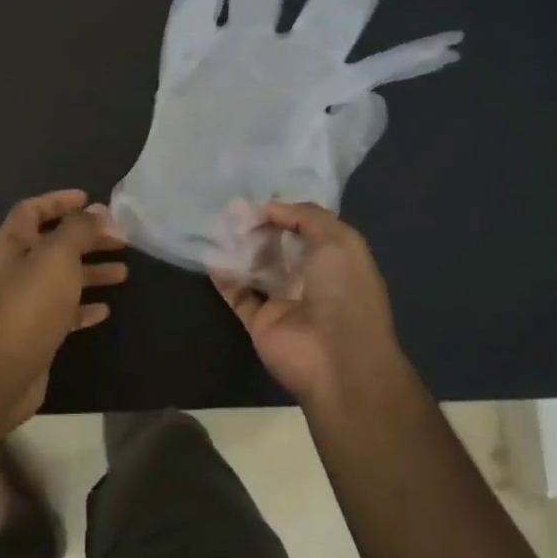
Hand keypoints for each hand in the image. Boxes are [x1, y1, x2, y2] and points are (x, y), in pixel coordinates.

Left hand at [0, 189, 127, 421]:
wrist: (8, 368)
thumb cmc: (33, 302)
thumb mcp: (59, 255)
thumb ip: (79, 229)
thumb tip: (98, 211)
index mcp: (14, 243)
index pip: (33, 210)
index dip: (59, 201)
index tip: (89, 200)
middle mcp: (17, 268)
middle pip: (55, 243)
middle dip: (87, 238)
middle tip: (120, 239)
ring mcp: (26, 300)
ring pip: (63, 277)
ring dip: (92, 271)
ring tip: (124, 273)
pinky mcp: (37, 329)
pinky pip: (64, 309)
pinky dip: (84, 305)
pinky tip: (105, 309)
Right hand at [211, 200, 406, 406]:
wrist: (337, 359)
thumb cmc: (345, 292)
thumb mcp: (338, 240)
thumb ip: (305, 216)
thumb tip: (268, 207)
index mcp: (336, 260)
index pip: (308, 229)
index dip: (286, 212)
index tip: (259, 198)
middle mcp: (310, 279)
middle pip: (279, 247)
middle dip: (258, 227)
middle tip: (231, 208)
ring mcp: (284, 301)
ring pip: (257, 268)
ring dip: (240, 248)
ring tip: (218, 225)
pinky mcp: (260, 322)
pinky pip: (238, 294)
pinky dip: (224, 276)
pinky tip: (211, 255)